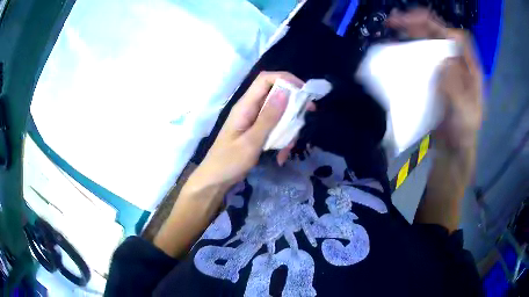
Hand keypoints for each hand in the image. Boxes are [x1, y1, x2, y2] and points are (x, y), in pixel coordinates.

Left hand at [185, 72, 306, 192]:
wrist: (215, 180)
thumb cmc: (229, 162)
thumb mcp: (251, 142)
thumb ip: (268, 118)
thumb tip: (284, 92)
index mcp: (245, 106)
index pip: (265, 79)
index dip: (285, 79)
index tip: (303, 91)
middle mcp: (250, 109)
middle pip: (275, 95)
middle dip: (293, 105)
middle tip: (308, 113)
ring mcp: (254, 121)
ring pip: (279, 113)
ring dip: (289, 128)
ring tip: (288, 149)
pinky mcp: (257, 132)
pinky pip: (275, 128)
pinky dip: (282, 139)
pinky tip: (281, 156)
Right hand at [386, 8, 482, 152]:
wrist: (453, 147)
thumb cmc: (463, 132)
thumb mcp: (464, 112)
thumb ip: (456, 88)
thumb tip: (443, 63)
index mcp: (470, 69)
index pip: (459, 39)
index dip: (442, 29)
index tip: (424, 30)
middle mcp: (457, 62)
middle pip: (441, 34)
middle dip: (420, 22)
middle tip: (397, 20)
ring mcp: (444, 67)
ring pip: (429, 41)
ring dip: (411, 31)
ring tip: (393, 26)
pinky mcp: (433, 75)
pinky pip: (422, 55)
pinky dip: (409, 47)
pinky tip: (398, 46)